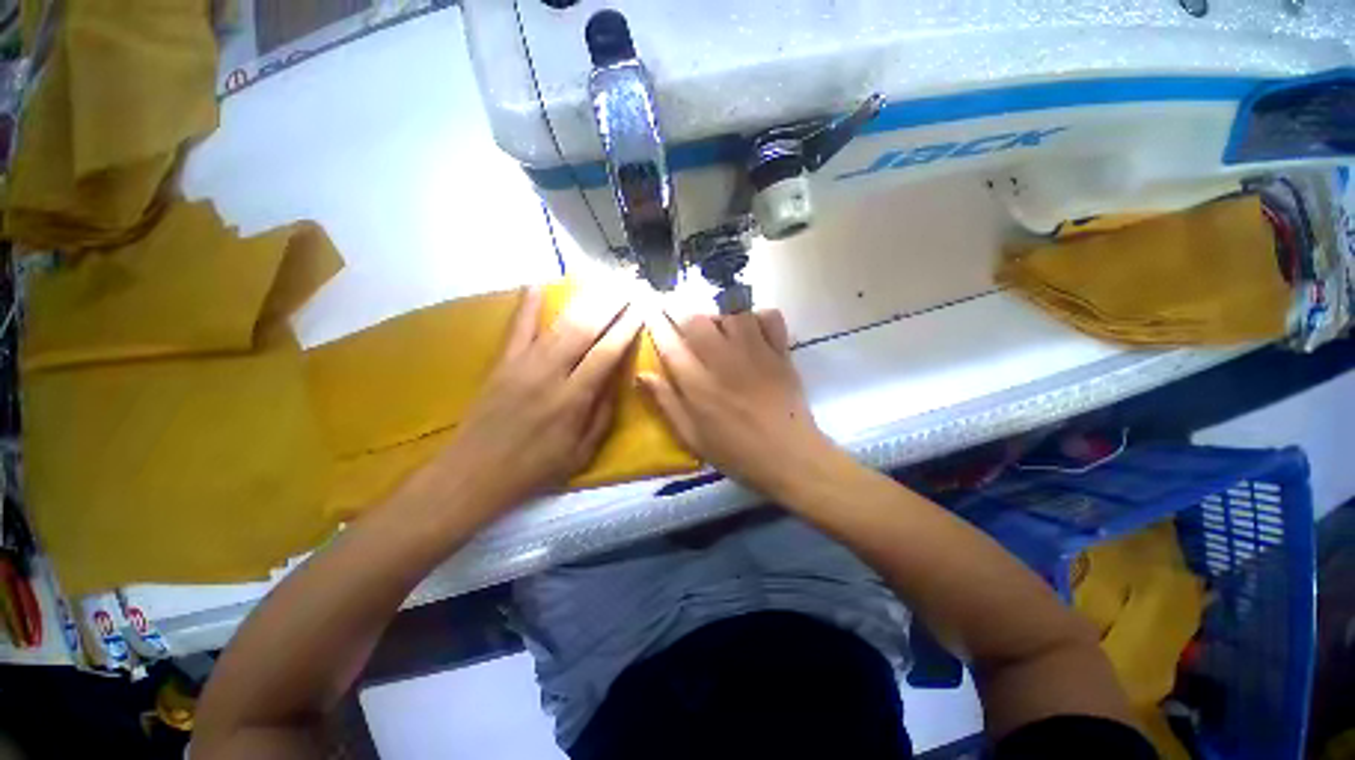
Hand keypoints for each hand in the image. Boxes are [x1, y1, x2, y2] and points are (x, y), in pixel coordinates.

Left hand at [419, 287, 640, 514]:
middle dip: (610, 303)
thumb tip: (618, 379)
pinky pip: (517, 328)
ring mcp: (522, 364)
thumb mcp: (582, 453)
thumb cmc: (534, 469)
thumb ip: (603, 414)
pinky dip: (527, 305)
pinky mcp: (502, 363)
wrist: (474, 474)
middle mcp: (550, 374)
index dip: (626, 328)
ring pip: (558, 324)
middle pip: (585, 329)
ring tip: (603, 281)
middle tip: (628, 283)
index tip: (641, 308)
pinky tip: (536, 284)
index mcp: (573, 399)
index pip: (606, 353)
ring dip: (583, 299)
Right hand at [639, 308, 834, 498]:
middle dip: (685, 318)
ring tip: (720, 329)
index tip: (651, 313)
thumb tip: (642, 374)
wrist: (790, 457)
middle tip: (687, 330)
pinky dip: (759, 317)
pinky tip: (753, 331)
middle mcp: (723, 361)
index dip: (656, 324)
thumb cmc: (736, 452)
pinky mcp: (780, 352)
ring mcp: (755, 353)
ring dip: (720, 315)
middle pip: (697, 320)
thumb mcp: (692, 437)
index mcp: (698, 385)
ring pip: (732, 311)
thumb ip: (666, 403)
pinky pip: (770, 316)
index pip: (669, 343)